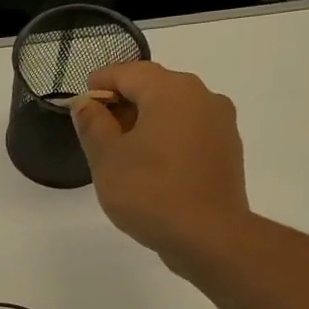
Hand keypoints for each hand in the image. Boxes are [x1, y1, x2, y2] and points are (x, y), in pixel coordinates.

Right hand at [70, 62, 250, 273]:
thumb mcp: (106, 158)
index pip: (128, 73)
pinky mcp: (227, 151)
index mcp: (171, 90)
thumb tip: (86, 104)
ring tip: (121, 151)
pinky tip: (150, 166)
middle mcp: (202, 96)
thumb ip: (93, 125)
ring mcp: (220, 124)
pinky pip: (189, 133)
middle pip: (154, 88)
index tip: (81, 99)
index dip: (100, 83)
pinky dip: (166, 139)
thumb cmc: (148, 191)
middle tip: (96, 127)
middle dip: (123, 103)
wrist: (208, 235)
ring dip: (146, 122)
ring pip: (174, 111)